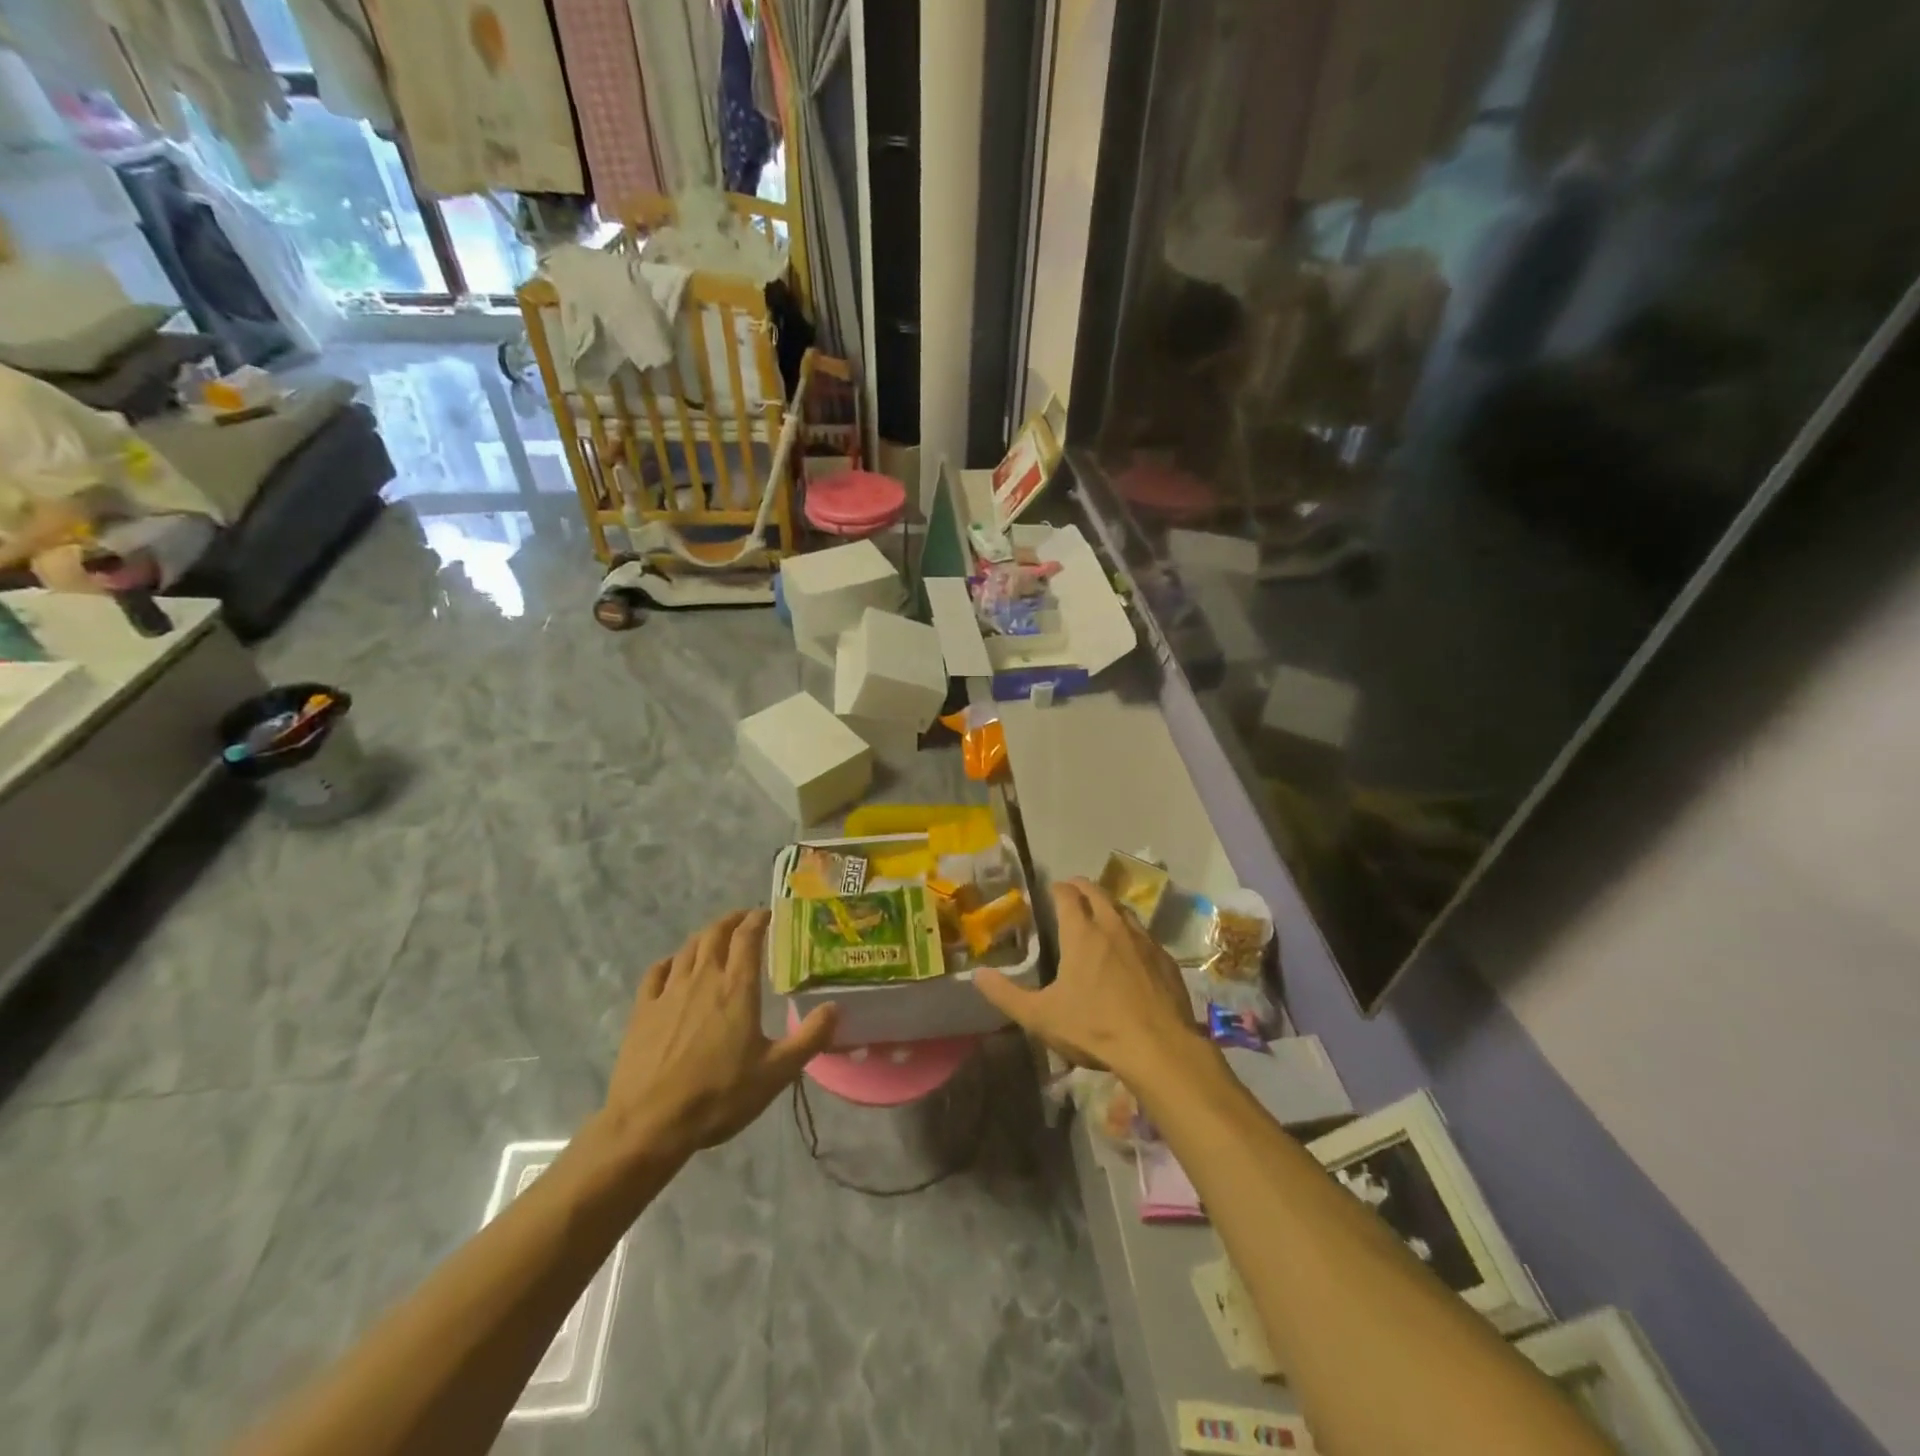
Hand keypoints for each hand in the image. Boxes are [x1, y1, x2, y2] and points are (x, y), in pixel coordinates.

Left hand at [602, 908, 836, 1160]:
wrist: (649, 1123)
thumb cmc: (719, 1096)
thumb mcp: (776, 1073)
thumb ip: (810, 1038)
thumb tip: (836, 1007)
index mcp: (737, 988)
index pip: (747, 937)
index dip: (757, 919)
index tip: (767, 914)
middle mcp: (703, 979)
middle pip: (715, 934)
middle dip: (731, 920)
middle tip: (744, 919)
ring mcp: (668, 992)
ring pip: (688, 948)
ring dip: (705, 936)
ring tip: (715, 937)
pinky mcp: (643, 1010)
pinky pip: (657, 972)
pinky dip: (671, 960)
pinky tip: (674, 966)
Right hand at [974, 878, 1197, 1080]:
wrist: (1159, 1048)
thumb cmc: (1095, 1028)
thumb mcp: (1041, 1017)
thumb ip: (1006, 995)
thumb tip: (977, 975)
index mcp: (1082, 933)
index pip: (1067, 894)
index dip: (1057, 888)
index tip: (1051, 889)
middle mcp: (1113, 926)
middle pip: (1097, 892)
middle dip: (1082, 887)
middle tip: (1073, 891)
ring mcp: (1144, 940)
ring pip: (1123, 909)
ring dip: (1109, 905)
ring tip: (1100, 914)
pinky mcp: (1165, 959)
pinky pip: (1145, 935)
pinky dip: (1131, 933)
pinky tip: (1130, 950)